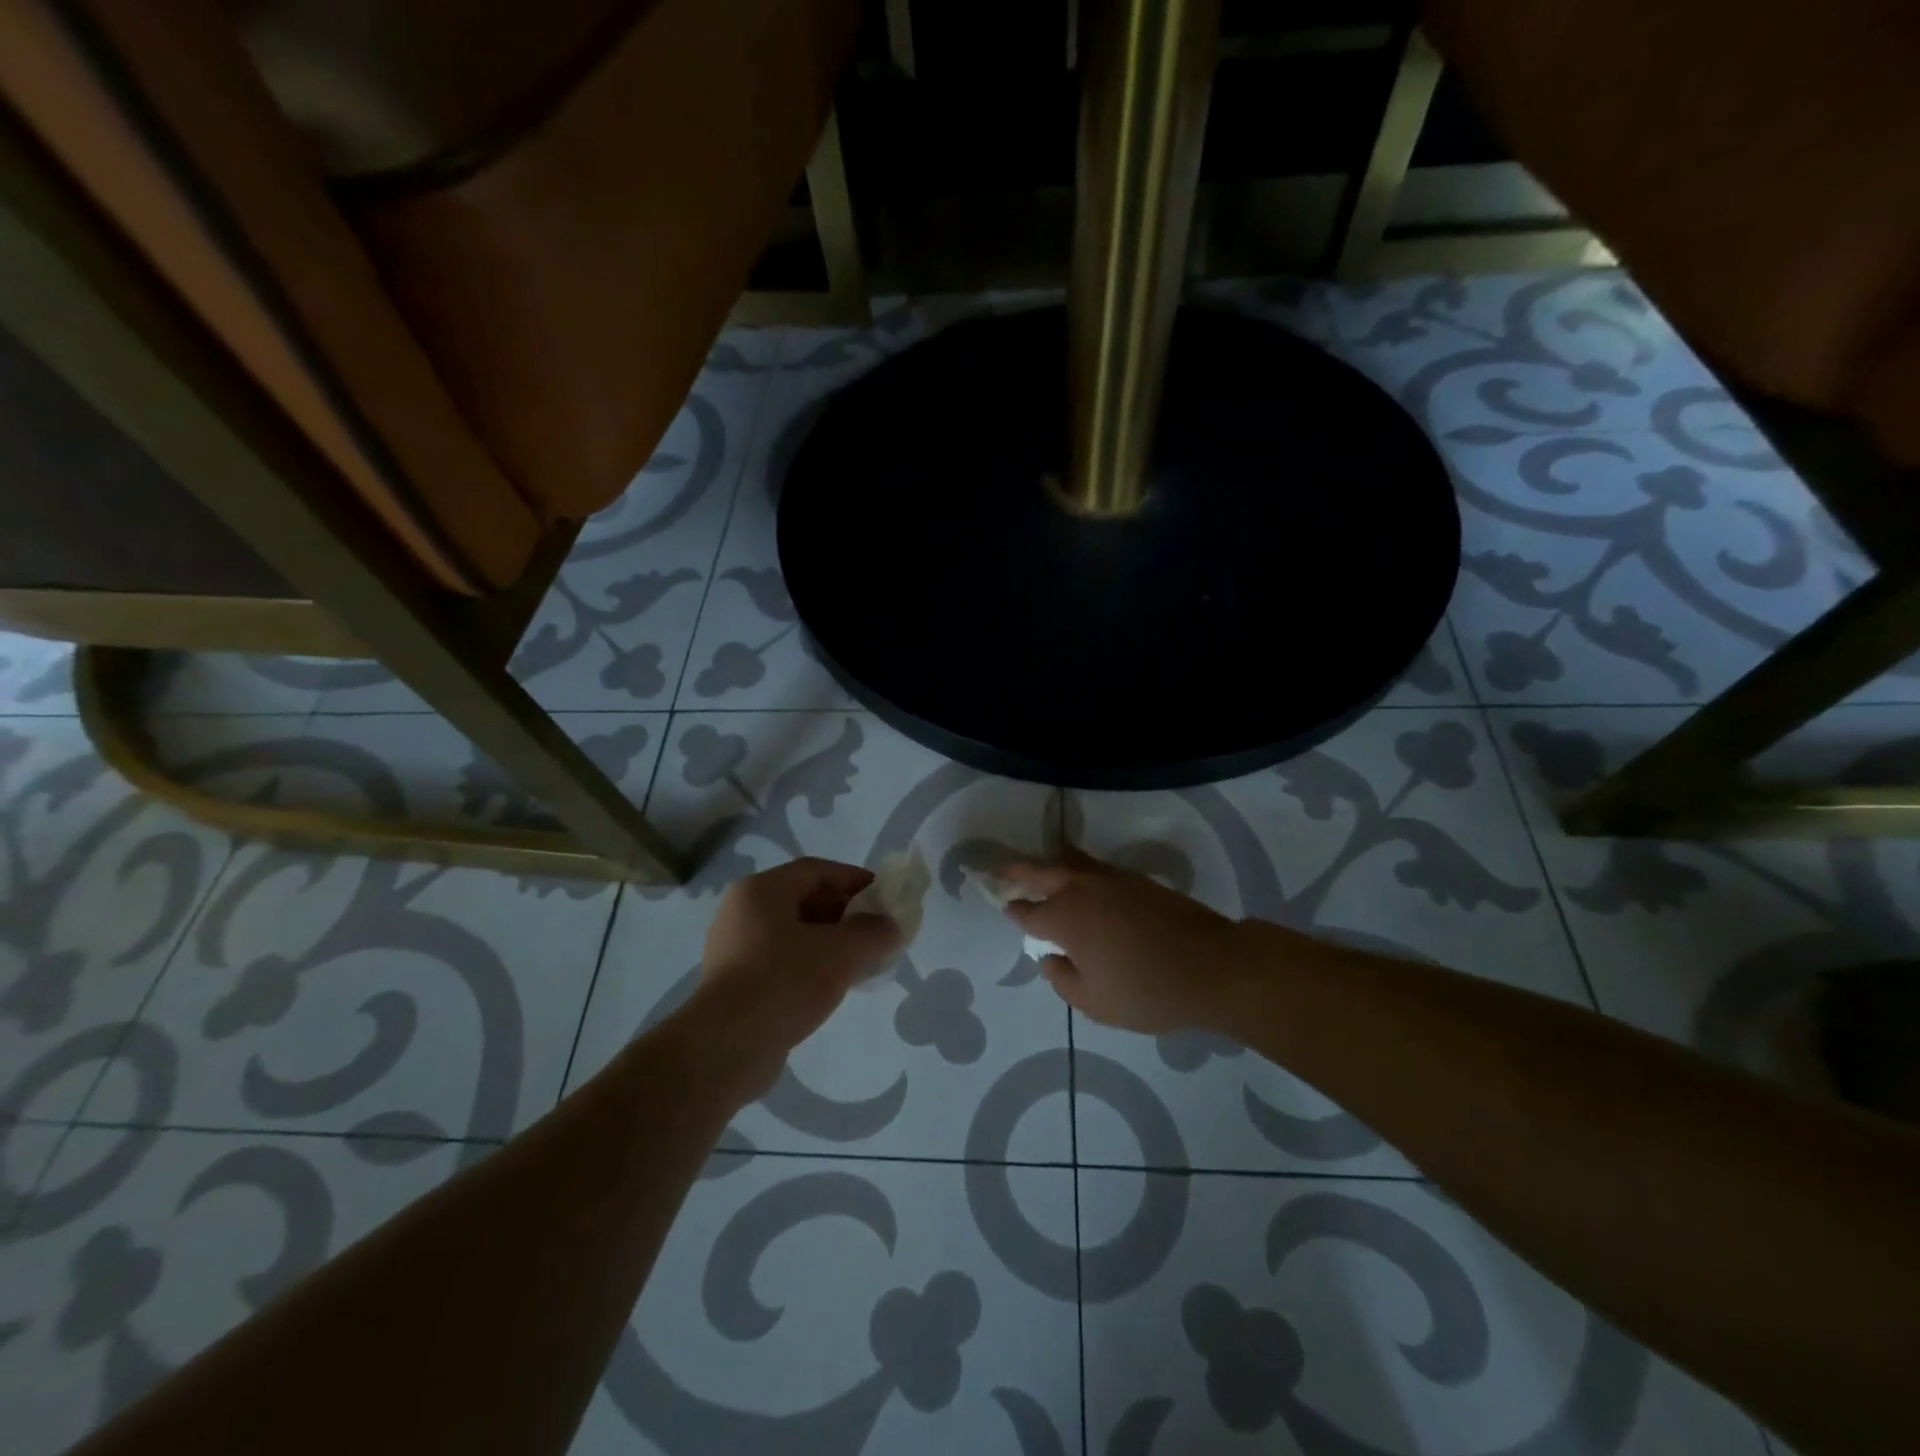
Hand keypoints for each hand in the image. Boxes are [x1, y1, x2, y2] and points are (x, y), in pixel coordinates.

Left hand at [698, 858, 903, 1059]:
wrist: (725, 1048)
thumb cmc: (784, 981)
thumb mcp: (842, 951)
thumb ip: (874, 932)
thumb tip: (891, 926)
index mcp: (761, 890)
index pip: (816, 870)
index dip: (853, 879)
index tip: (884, 896)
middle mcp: (742, 911)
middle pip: (803, 899)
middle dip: (845, 912)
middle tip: (877, 930)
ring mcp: (733, 949)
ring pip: (793, 933)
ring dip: (830, 941)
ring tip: (861, 960)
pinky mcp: (733, 984)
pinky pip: (781, 961)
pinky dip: (810, 964)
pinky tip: (832, 985)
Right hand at [1001, 850, 1251, 1033]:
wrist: (1213, 966)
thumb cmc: (1148, 991)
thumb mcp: (1094, 1003)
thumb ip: (1062, 979)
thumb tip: (1050, 958)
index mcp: (1066, 918)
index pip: (1029, 911)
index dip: (1014, 910)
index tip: (1004, 906)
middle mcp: (1083, 889)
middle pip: (1042, 871)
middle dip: (1020, 871)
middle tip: (1004, 872)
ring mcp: (1112, 879)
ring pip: (1071, 861)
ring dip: (1050, 863)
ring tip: (1040, 868)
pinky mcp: (1138, 880)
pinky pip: (1096, 867)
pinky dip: (1079, 869)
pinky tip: (1082, 881)